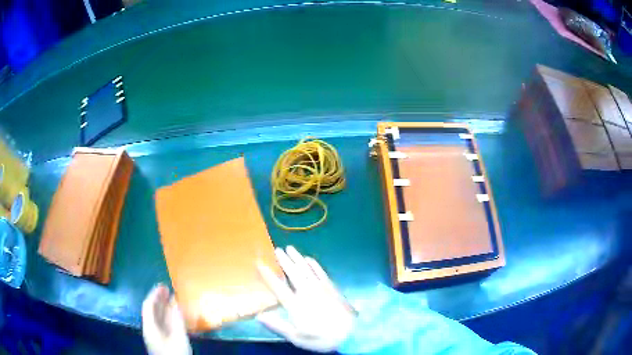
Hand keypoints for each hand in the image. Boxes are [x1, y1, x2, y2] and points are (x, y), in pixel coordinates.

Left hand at [141, 284, 191, 354]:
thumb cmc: (175, 354)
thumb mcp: (178, 338)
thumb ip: (176, 320)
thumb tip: (175, 302)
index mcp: (149, 327)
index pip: (148, 306)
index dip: (155, 294)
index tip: (163, 285)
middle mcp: (150, 329)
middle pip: (151, 311)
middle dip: (159, 299)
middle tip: (168, 289)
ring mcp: (156, 337)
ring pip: (157, 318)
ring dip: (164, 308)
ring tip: (173, 300)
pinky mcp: (162, 342)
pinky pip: (162, 325)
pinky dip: (168, 317)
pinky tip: (176, 317)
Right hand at [257, 246, 355, 352]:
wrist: (351, 333)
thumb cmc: (321, 338)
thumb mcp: (296, 337)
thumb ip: (277, 326)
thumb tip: (259, 316)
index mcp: (295, 305)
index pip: (278, 287)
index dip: (268, 275)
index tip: (259, 264)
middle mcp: (306, 292)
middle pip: (292, 273)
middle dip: (283, 261)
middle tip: (276, 249)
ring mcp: (320, 288)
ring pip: (306, 269)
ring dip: (297, 258)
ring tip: (289, 248)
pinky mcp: (331, 287)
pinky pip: (320, 271)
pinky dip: (314, 264)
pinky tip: (309, 259)